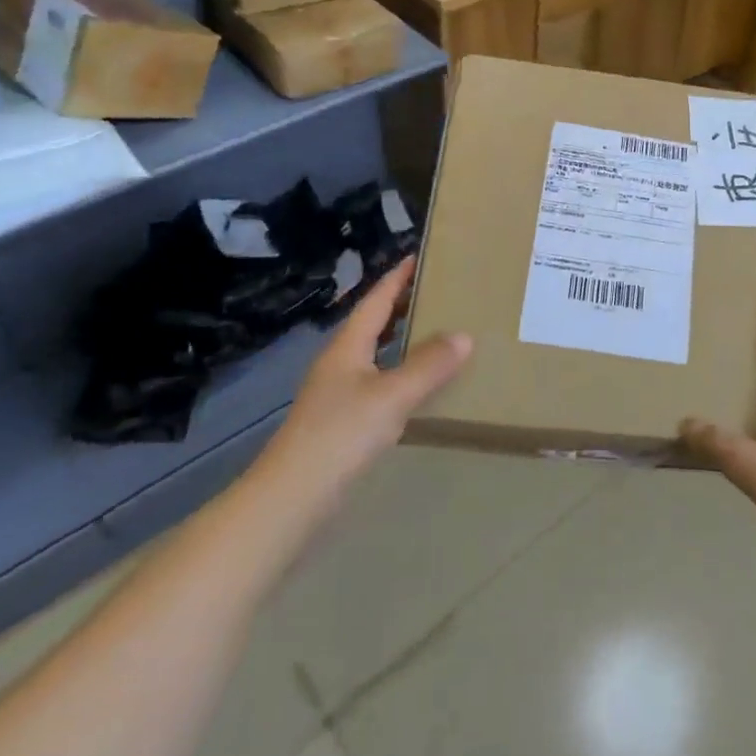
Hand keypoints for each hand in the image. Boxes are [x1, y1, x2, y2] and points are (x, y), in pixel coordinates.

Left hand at [260, 260, 471, 506]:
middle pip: (372, 324)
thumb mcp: (391, 396)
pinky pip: (377, 383)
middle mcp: (339, 363)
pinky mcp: (340, 422)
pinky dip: (399, 374)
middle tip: (437, 292)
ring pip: (374, 355)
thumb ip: (428, 366)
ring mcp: (337, 394)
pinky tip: (416, 387)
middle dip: (401, 306)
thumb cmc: (340, 434)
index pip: (375, 301)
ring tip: (435, 334)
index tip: (418, 257)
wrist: (291, 497)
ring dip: (401, 340)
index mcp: (347, 347)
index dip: (396, 278)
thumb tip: (464, 335)